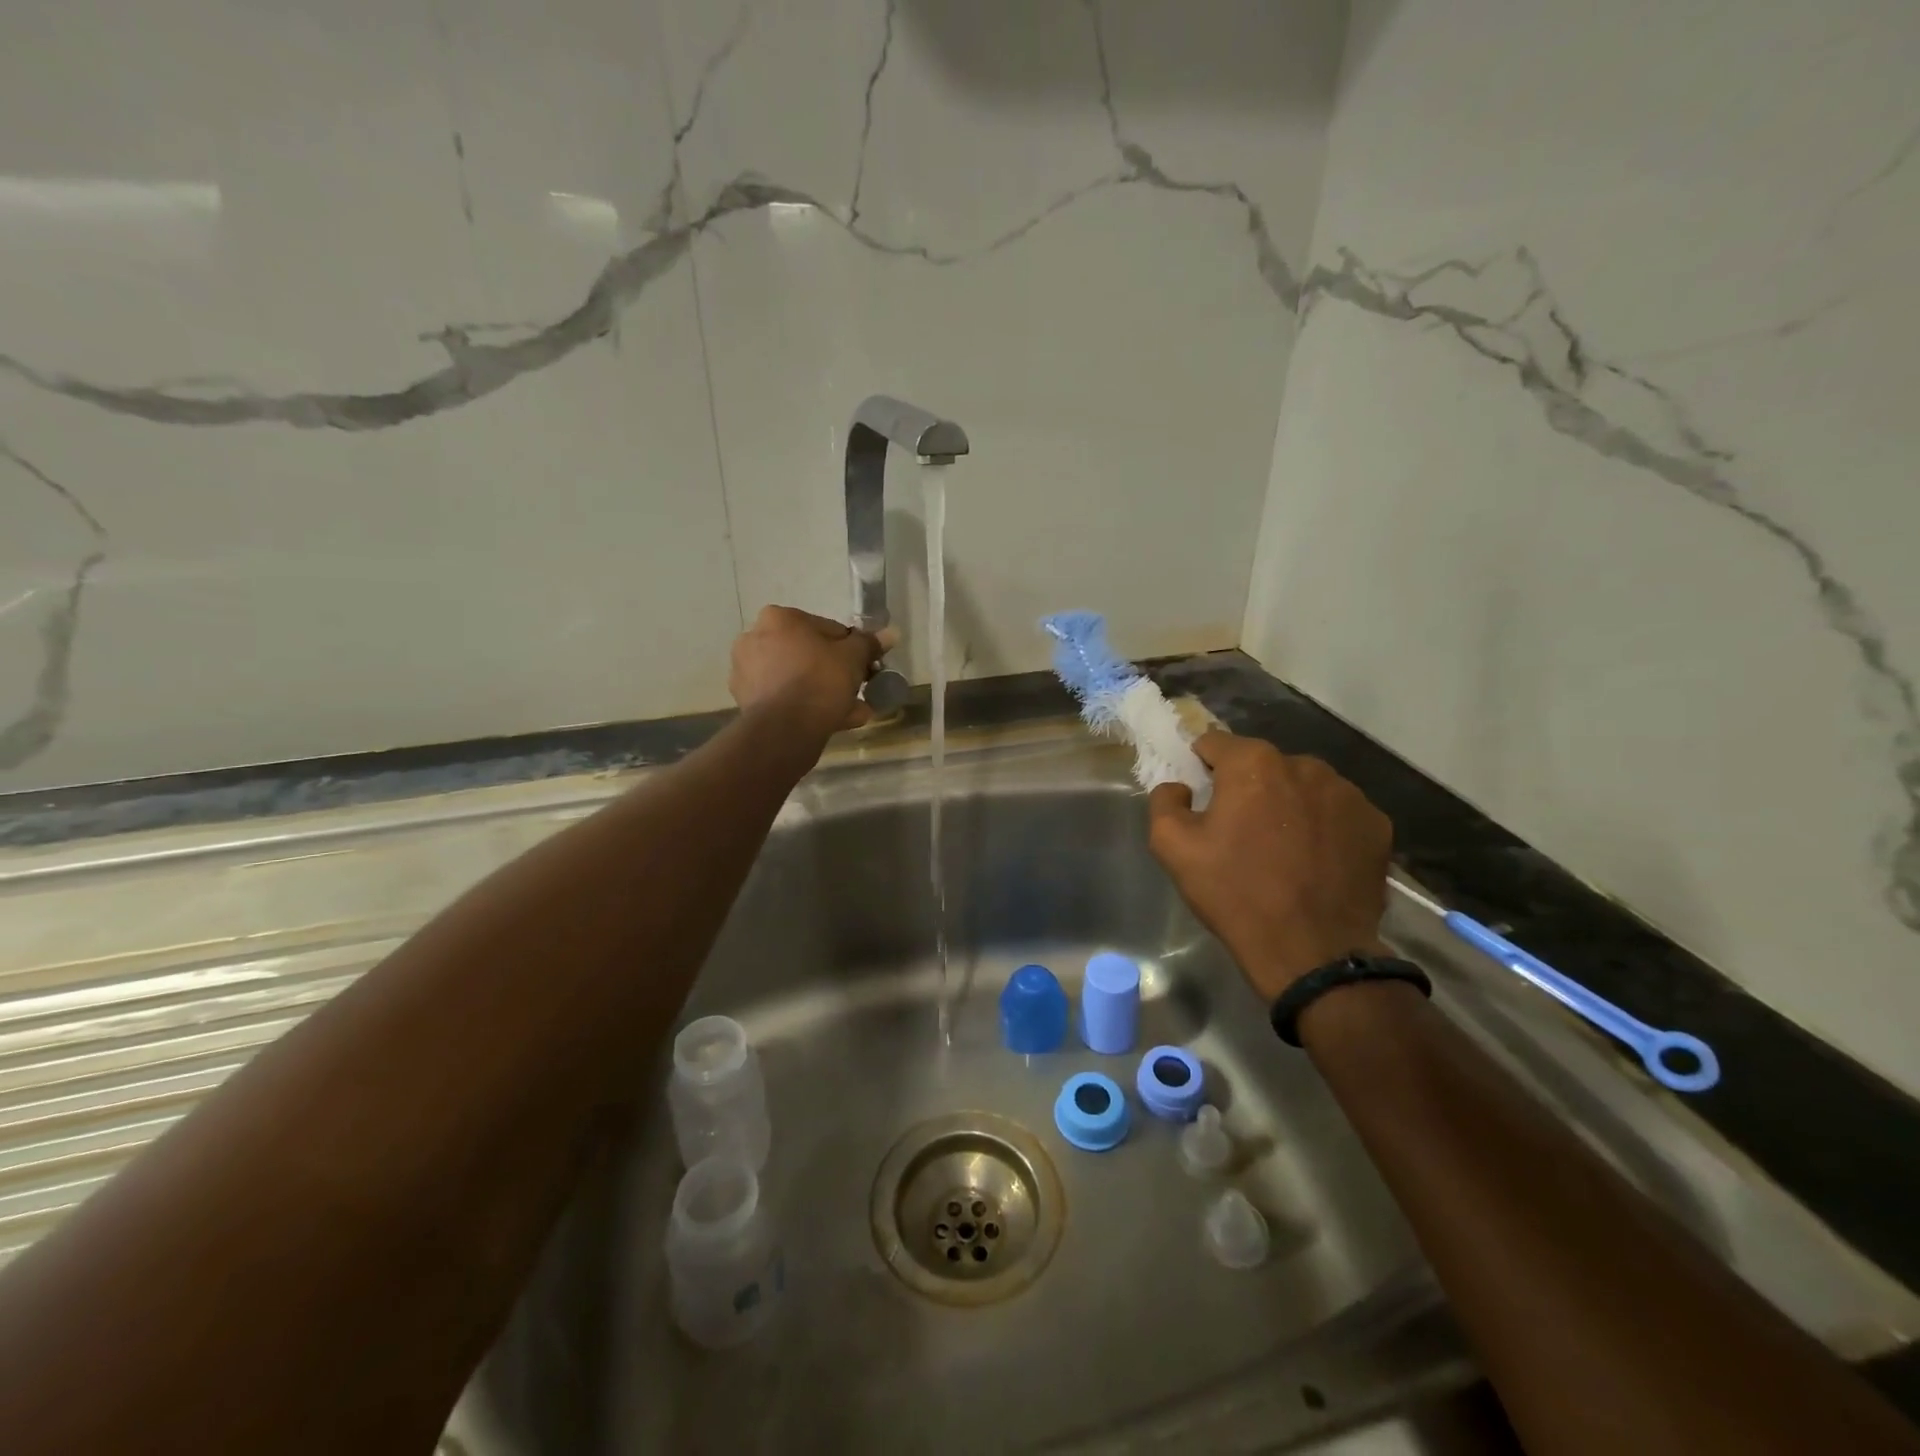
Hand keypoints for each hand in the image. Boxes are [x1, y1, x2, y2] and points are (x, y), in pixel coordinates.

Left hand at [729, 606, 890, 737]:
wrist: (785, 729)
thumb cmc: (820, 680)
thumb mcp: (854, 658)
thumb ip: (869, 644)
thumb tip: (891, 633)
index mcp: (779, 618)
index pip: (828, 629)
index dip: (851, 648)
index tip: (865, 667)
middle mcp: (756, 638)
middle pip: (809, 654)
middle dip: (837, 673)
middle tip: (859, 690)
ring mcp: (747, 671)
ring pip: (798, 678)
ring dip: (825, 692)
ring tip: (852, 711)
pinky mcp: (746, 700)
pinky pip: (785, 697)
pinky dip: (806, 705)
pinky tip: (833, 721)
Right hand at [1148, 732, 1392, 1000]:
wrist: (1311, 952)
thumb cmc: (1235, 894)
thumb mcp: (1172, 848)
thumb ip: (1165, 801)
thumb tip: (1180, 786)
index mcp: (1253, 764)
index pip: (1215, 743)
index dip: (1202, 767)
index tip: (1202, 798)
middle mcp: (1304, 765)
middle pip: (1263, 765)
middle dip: (1248, 788)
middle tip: (1241, 831)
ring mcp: (1348, 793)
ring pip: (1303, 786)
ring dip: (1288, 805)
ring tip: (1283, 849)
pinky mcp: (1377, 824)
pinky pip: (1338, 813)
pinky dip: (1324, 827)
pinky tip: (1316, 861)